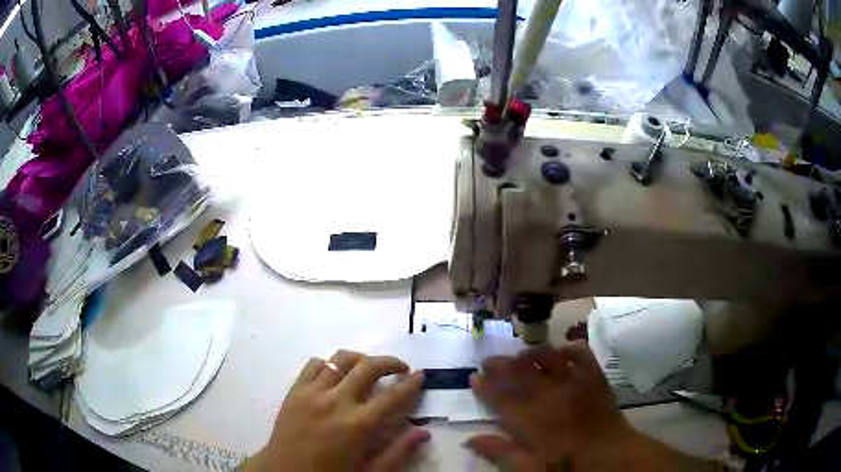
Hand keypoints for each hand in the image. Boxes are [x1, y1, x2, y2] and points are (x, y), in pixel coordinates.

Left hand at [244, 350, 428, 471]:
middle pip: (368, 367)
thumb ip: (398, 452)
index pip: (393, 395)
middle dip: (390, 362)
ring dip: (360, 358)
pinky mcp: (295, 390)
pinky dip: (328, 364)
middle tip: (400, 368)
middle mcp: (336, 401)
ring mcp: (312, 392)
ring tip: (368, 367)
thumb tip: (423, 432)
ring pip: (340, 359)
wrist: (284, 471)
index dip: (411, 383)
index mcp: (358, 425)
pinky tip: (334, 375)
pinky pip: (313, 365)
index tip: (421, 375)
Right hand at [464, 341, 633, 469]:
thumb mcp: (532, 469)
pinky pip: (580, 353)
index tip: (473, 378)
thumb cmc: (570, 467)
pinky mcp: (594, 376)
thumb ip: (502, 453)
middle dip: (501, 364)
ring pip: (548, 357)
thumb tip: (471, 439)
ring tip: (519, 354)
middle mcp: (553, 395)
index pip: (502, 398)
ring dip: (530, 353)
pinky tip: (559, 352)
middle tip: (488, 360)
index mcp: (534, 420)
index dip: (486, 387)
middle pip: (521, 372)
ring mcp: (576, 382)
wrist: (613, 455)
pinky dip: (567, 349)